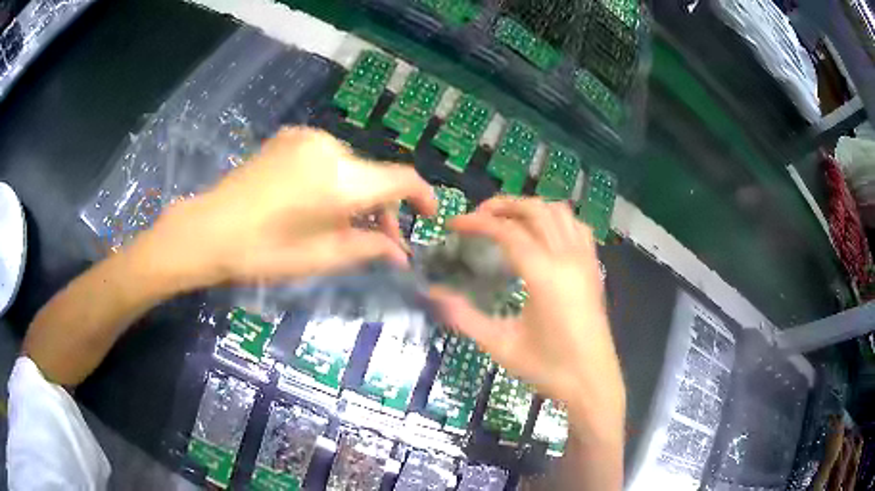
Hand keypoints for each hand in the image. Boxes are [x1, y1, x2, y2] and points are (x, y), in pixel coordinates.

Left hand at [132, 127, 436, 290]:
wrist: (209, 229)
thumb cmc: (265, 252)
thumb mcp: (322, 258)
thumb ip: (368, 248)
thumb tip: (400, 252)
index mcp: (343, 180)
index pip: (402, 179)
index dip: (423, 196)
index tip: (428, 217)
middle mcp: (332, 148)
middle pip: (375, 175)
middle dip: (382, 207)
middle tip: (377, 240)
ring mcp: (308, 138)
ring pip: (351, 166)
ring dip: (357, 193)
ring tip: (342, 223)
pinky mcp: (290, 137)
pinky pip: (327, 157)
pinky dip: (334, 178)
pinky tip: (315, 201)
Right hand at [429, 197, 624, 436]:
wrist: (592, 382)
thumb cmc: (548, 368)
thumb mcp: (501, 346)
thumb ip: (465, 317)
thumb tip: (435, 295)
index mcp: (544, 275)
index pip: (507, 231)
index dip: (476, 222)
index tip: (453, 223)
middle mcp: (567, 258)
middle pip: (535, 211)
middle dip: (502, 205)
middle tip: (477, 217)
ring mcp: (585, 260)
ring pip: (559, 212)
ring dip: (530, 208)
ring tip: (507, 221)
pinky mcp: (594, 268)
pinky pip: (577, 227)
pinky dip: (556, 220)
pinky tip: (543, 235)